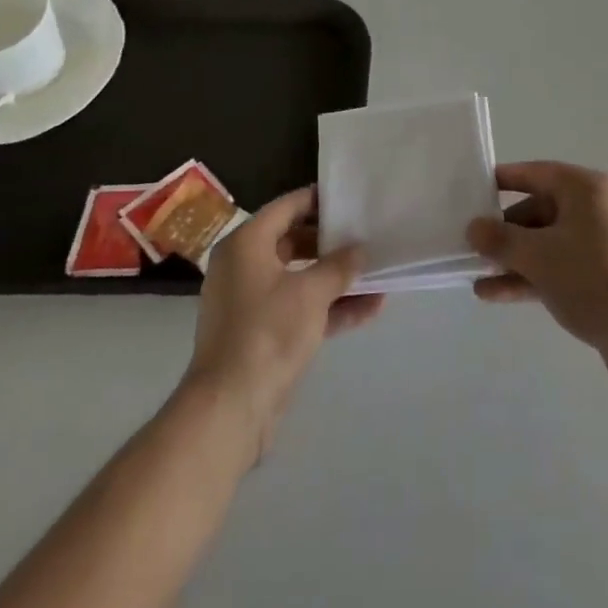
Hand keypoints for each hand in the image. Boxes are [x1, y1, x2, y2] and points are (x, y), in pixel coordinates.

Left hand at [184, 187, 382, 454]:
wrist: (229, 410)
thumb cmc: (267, 333)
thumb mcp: (311, 293)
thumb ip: (339, 266)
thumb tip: (360, 250)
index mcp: (246, 244)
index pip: (287, 206)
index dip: (319, 199)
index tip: (351, 198)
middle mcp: (244, 266)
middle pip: (294, 241)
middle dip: (332, 243)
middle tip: (367, 235)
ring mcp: (251, 302)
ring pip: (300, 278)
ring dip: (336, 279)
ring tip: (377, 274)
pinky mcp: (261, 333)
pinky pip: (299, 308)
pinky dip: (328, 307)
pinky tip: (369, 310)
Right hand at [467, 162, 607, 379]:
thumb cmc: (589, 278)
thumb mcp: (537, 256)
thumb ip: (500, 239)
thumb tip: (474, 228)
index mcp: (586, 189)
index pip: (536, 173)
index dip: (503, 180)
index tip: (473, 190)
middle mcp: (596, 208)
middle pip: (540, 210)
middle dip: (505, 232)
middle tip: (472, 246)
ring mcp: (602, 243)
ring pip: (548, 242)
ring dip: (513, 259)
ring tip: (476, 277)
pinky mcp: (604, 276)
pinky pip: (560, 266)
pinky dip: (532, 276)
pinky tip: (496, 295)